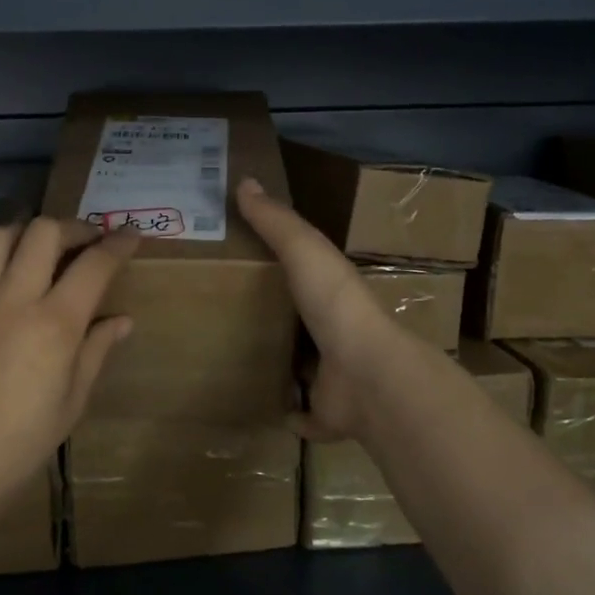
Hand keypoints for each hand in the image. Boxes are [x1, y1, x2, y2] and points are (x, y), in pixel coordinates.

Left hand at [0, 216, 138, 510]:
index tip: (129, 235)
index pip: (94, 265)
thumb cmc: (27, 438)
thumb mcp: (75, 398)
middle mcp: (13, 301)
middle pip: (43, 233)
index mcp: (55, 325)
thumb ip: (97, 349)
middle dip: (71, 227)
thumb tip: (122, 319)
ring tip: (34, 242)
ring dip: (22, 229)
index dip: (118, 244)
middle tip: (82, 242)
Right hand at [235, 177, 412, 443]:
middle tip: (227, 313)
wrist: (367, 375)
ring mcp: (333, 376)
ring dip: (281, 363)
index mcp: (332, 292)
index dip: (279, 265)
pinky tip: (260, 404)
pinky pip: (300, 413)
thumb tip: (244, 180)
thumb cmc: (336, 305)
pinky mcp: (326, 414)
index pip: (306, 273)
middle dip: (276, 317)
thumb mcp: (305, 251)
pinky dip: (287, 411)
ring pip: (302, 366)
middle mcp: (335, 332)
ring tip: (235, 358)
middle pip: (301, 321)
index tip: (244, 261)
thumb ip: (276, 221)